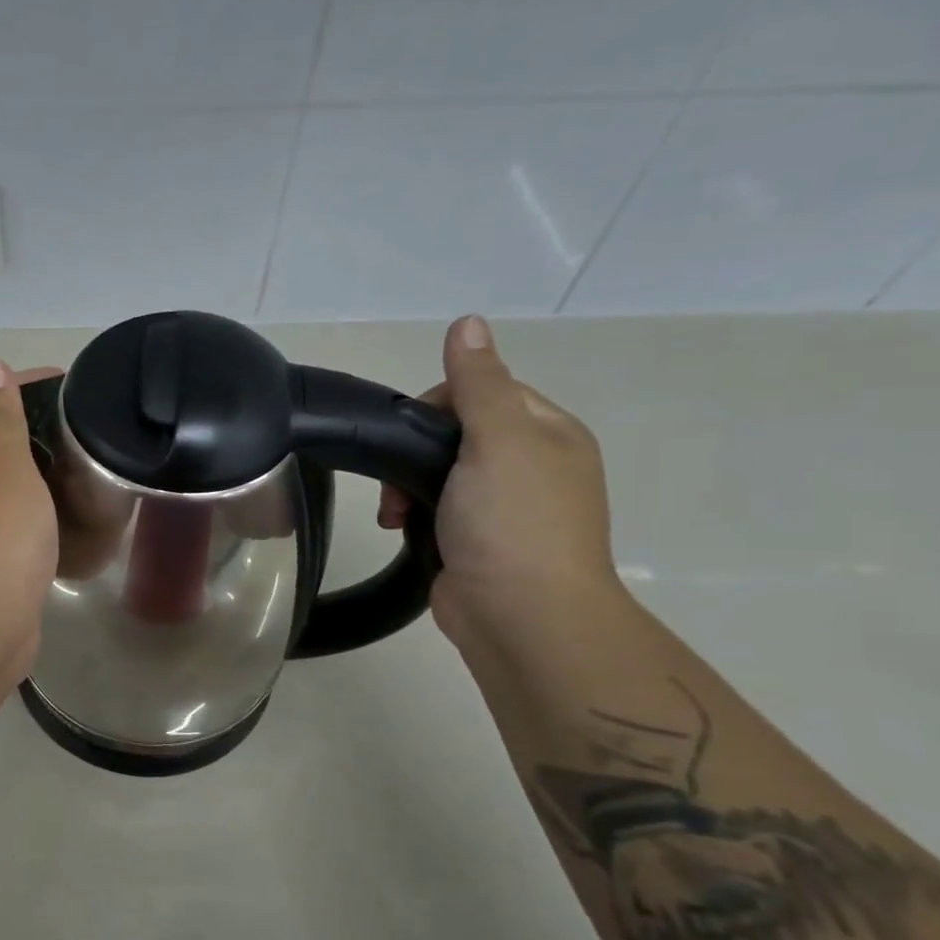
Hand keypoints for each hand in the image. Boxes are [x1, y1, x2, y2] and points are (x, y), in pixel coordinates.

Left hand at [0, 361, 60, 685]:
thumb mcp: (1, 461)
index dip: (15, 384)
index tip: (67, 384)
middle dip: (34, 431)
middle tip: (86, 431)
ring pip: (7, 489)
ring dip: (42, 477)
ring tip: (90, 471)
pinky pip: (18, 528)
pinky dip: (44, 519)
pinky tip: (77, 522)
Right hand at [379, 317, 621, 650]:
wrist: (521, 617)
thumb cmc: (513, 523)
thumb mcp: (498, 441)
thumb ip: (478, 383)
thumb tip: (468, 322)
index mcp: (547, 433)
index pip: (485, 390)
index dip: (441, 402)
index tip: (412, 431)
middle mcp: (530, 464)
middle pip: (457, 430)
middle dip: (416, 448)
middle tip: (398, 477)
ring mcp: (502, 506)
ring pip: (440, 471)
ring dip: (407, 483)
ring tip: (393, 512)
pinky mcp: (475, 540)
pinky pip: (435, 507)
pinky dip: (413, 512)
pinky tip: (399, 527)